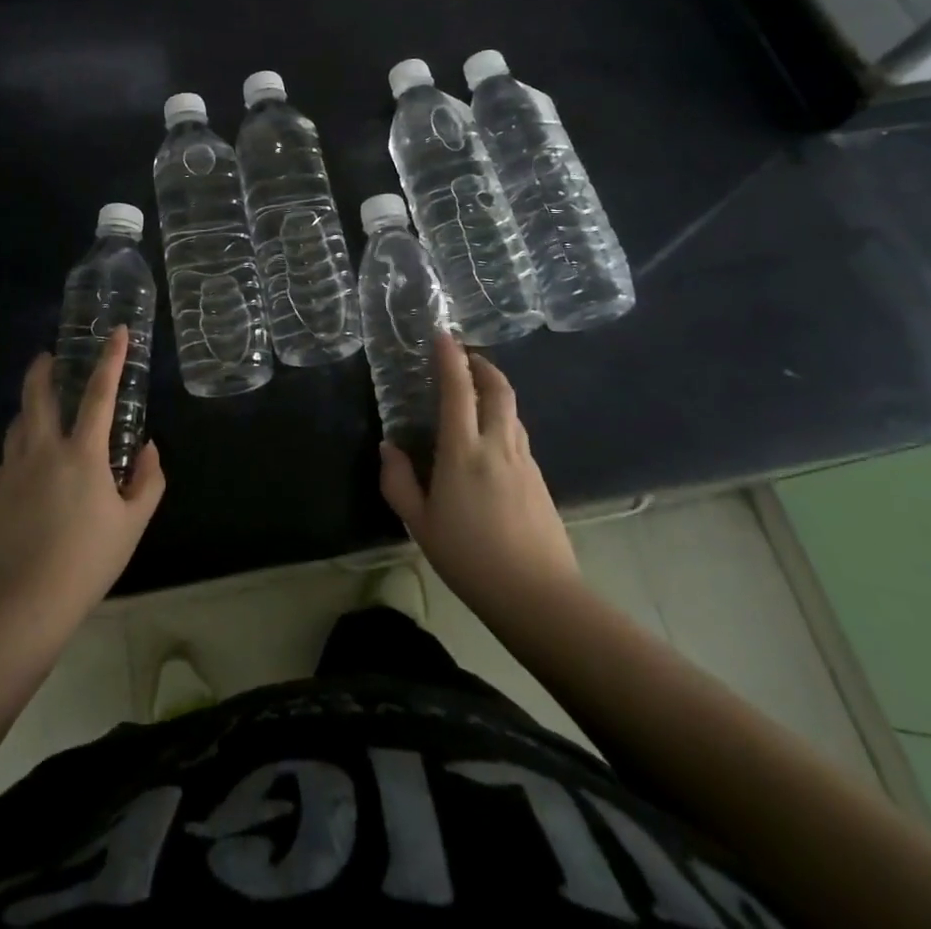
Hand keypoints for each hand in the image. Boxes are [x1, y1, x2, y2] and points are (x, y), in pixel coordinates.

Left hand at [0, 327, 165, 629]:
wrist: (23, 603)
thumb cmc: (87, 561)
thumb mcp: (132, 524)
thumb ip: (148, 481)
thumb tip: (148, 448)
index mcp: (81, 454)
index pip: (98, 394)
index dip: (110, 359)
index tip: (117, 332)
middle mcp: (42, 451)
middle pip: (37, 395)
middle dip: (42, 369)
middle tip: (48, 356)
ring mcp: (11, 471)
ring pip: (17, 424)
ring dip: (29, 409)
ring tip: (40, 412)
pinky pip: (9, 458)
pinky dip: (22, 450)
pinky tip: (31, 472)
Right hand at [379, 333, 577, 616]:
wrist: (538, 596)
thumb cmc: (470, 558)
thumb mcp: (420, 524)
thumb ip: (398, 482)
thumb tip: (389, 447)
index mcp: (464, 452)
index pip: (458, 390)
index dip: (450, 358)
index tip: (442, 335)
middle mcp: (498, 446)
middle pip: (498, 389)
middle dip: (482, 365)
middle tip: (465, 358)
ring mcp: (525, 462)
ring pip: (512, 411)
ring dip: (495, 392)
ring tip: (476, 395)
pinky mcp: (540, 480)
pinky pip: (519, 436)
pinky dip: (504, 421)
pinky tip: (491, 442)